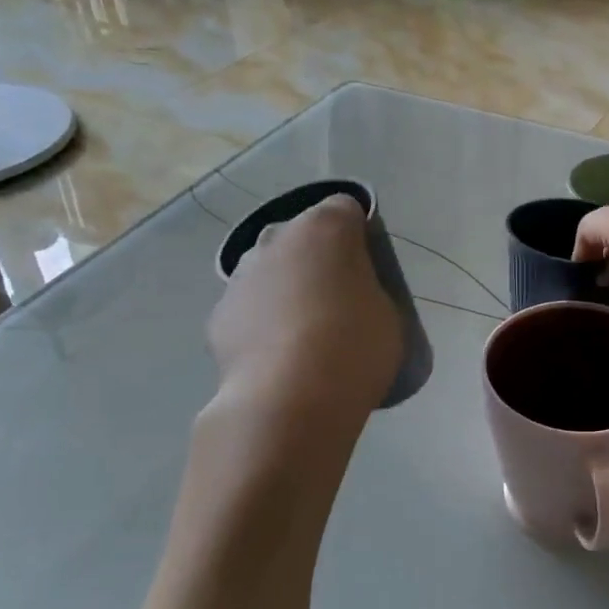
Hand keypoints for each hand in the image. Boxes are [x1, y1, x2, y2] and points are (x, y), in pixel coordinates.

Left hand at [208, 196, 402, 417]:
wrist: (291, 399)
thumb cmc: (355, 348)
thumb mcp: (389, 315)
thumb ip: (371, 291)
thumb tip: (352, 297)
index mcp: (326, 229)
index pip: (346, 209)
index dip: (359, 235)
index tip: (370, 269)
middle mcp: (276, 239)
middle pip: (302, 237)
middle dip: (318, 260)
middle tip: (339, 301)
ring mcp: (241, 275)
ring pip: (270, 272)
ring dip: (286, 290)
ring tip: (306, 336)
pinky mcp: (218, 314)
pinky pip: (250, 309)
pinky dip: (263, 324)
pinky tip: (279, 357)